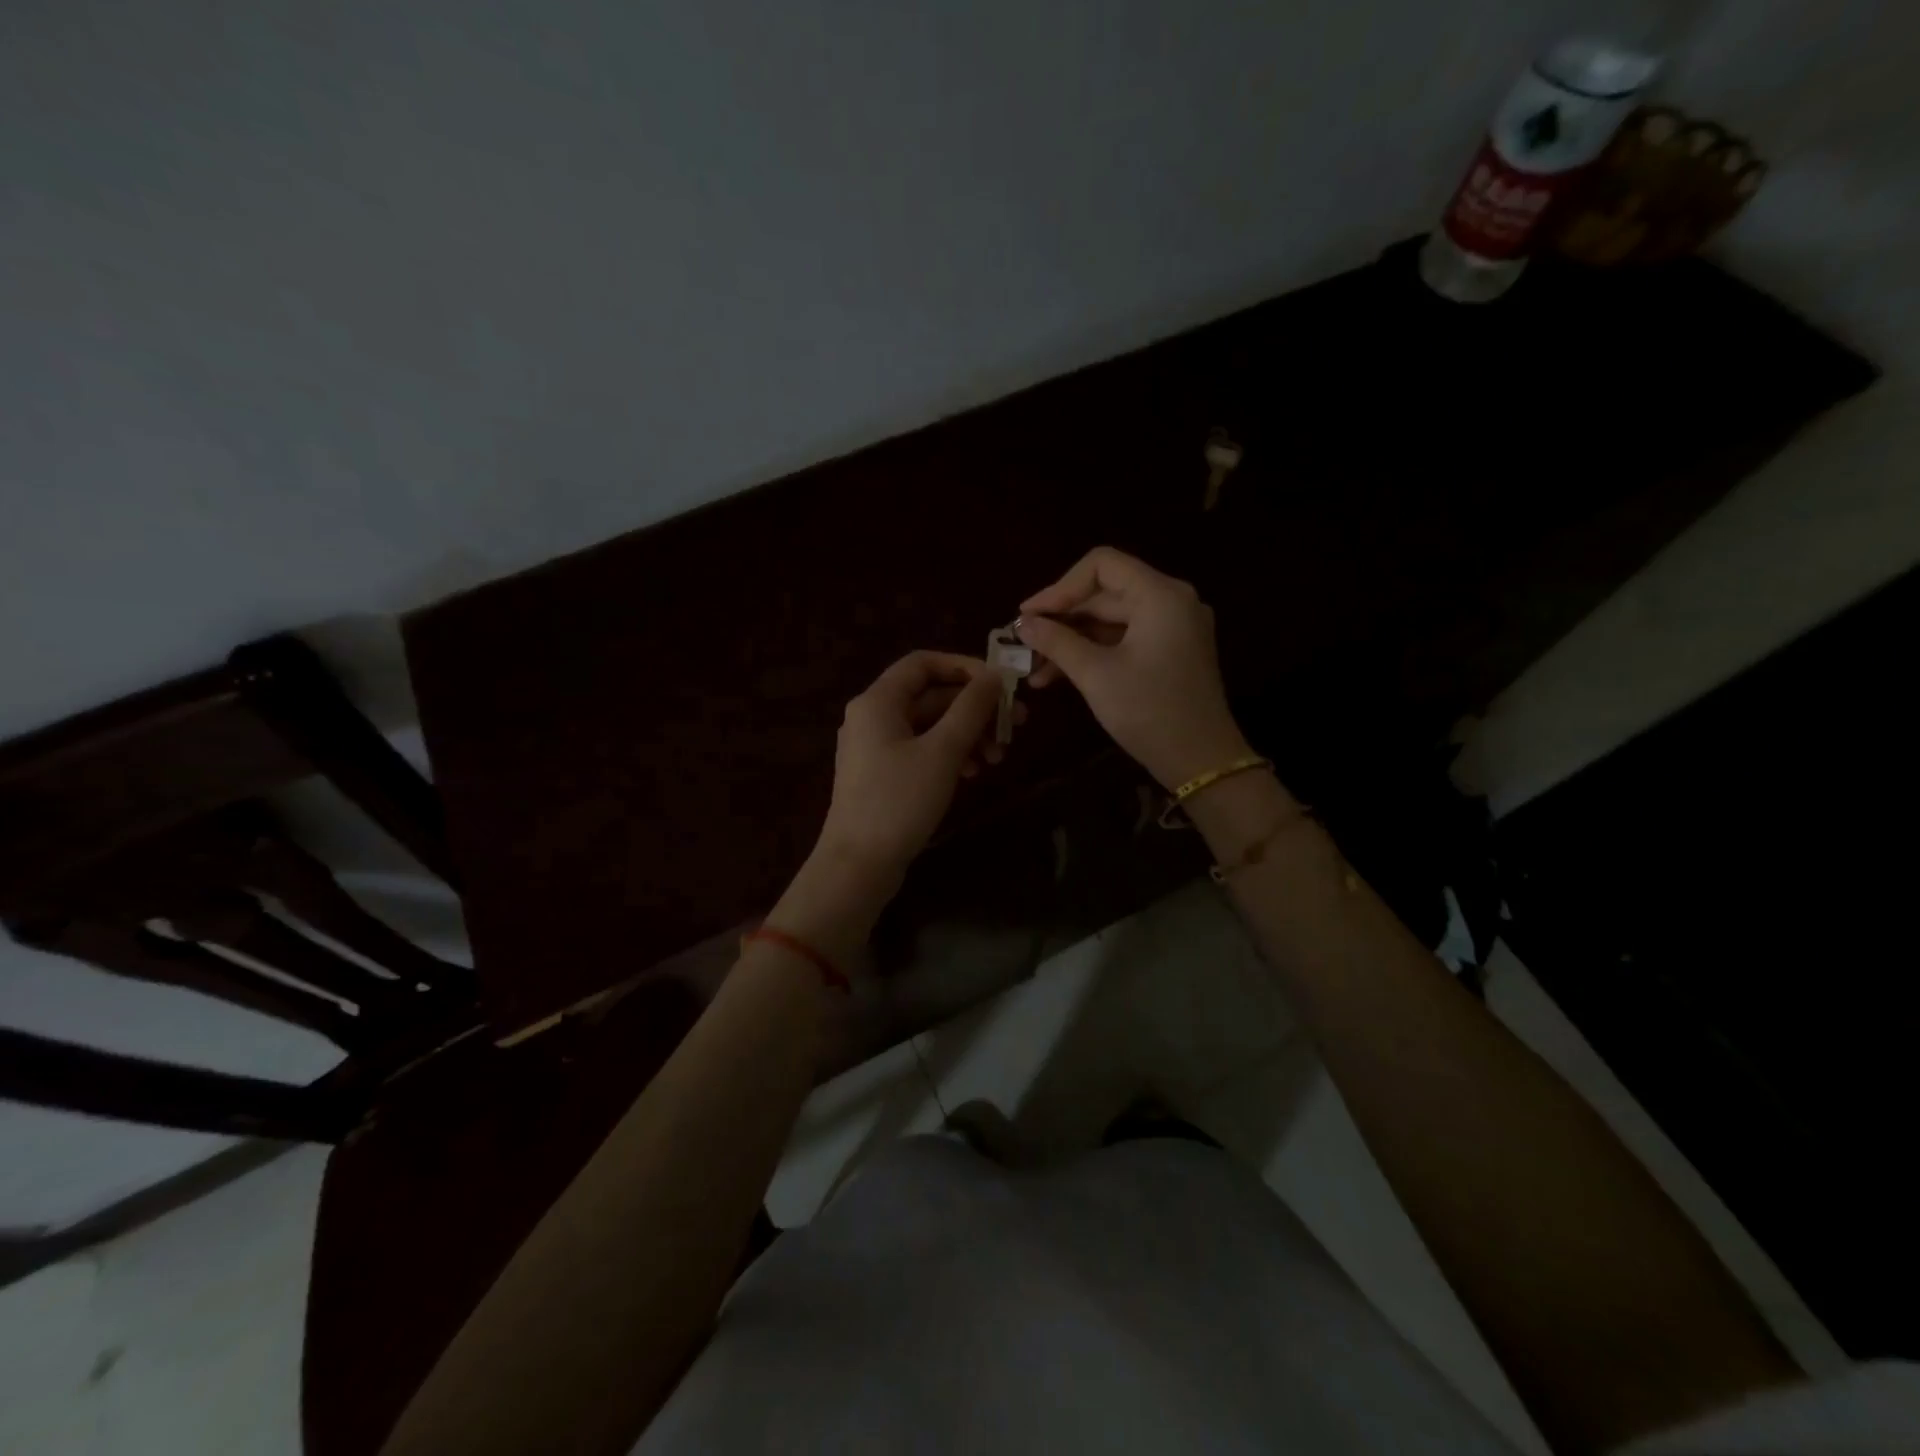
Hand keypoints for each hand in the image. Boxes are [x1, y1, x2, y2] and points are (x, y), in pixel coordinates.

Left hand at [814, 650, 1008, 876]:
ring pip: (929, 726)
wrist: (858, 865)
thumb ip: (971, 708)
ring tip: (998, 758)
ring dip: (967, 735)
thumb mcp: (943, 751)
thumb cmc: (900, 801)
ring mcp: (875, 747)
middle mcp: (872, 716)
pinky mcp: (882, 775)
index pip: (923, 663)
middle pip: (930, 696)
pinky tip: (973, 774)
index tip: (1001, 684)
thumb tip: (996, 675)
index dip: (964, 666)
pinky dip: (949, 755)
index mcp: (878, 701)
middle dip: (974, 709)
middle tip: (1016, 725)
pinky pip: (920, 750)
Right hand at [1018, 547, 1251, 788]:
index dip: (1060, 587)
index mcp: (1160, 595)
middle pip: (1105, 593)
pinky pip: (1124, 639)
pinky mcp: (1170, 651)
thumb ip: (1057, 642)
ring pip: (1111, 620)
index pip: (1101, 565)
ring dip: (1071, 640)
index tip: (1029, 615)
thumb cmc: (1149, 711)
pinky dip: (1093, 652)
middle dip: (1061, 618)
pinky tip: (1057, 676)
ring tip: (1033, 669)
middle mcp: (1171, 601)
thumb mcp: (1096, 675)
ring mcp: (1174, 627)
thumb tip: (1022, 624)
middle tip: (1023, 643)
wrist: (1201, 761)